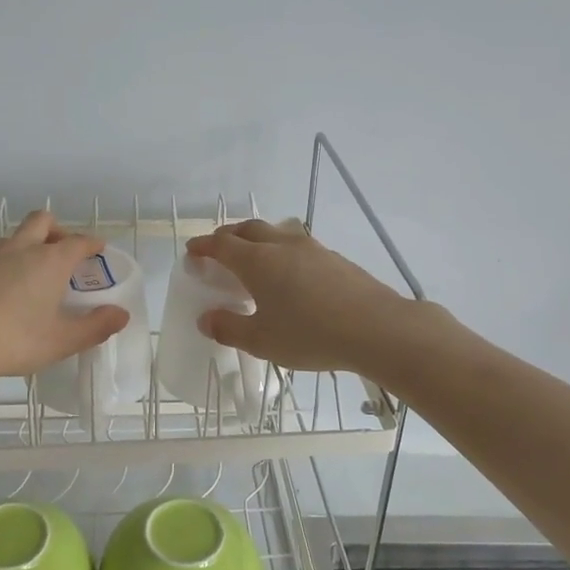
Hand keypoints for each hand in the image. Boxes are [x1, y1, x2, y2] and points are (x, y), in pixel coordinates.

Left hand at [0, 210, 128, 390]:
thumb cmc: (11, 341)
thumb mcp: (60, 342)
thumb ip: (95, 327)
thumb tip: (122, 314)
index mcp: (49, 262)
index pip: (78, 241)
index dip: (92, 243)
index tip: (98, 249)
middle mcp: (19, 249)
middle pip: (42, 221)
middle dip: (56, 230)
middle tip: (61, 253)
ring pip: (10, 239)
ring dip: (23, 248)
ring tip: (25, 279)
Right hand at [184, 219, 422, 378]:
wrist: (377, 328)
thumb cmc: (311, 334)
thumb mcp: (262, 340)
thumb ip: (229, 328)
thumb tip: (206, 318)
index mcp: (257, 261)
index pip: (221, 245)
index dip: (203, 246)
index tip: (192, 251)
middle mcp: (281, 245)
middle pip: (247, 229)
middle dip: (228, 236)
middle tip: (218, 250)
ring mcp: (311, 248)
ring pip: (275, 232)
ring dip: (256, 239)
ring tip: (253, 257)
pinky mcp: (333, 258)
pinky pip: (297, 244)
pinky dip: (281, 250)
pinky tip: (289, 273)